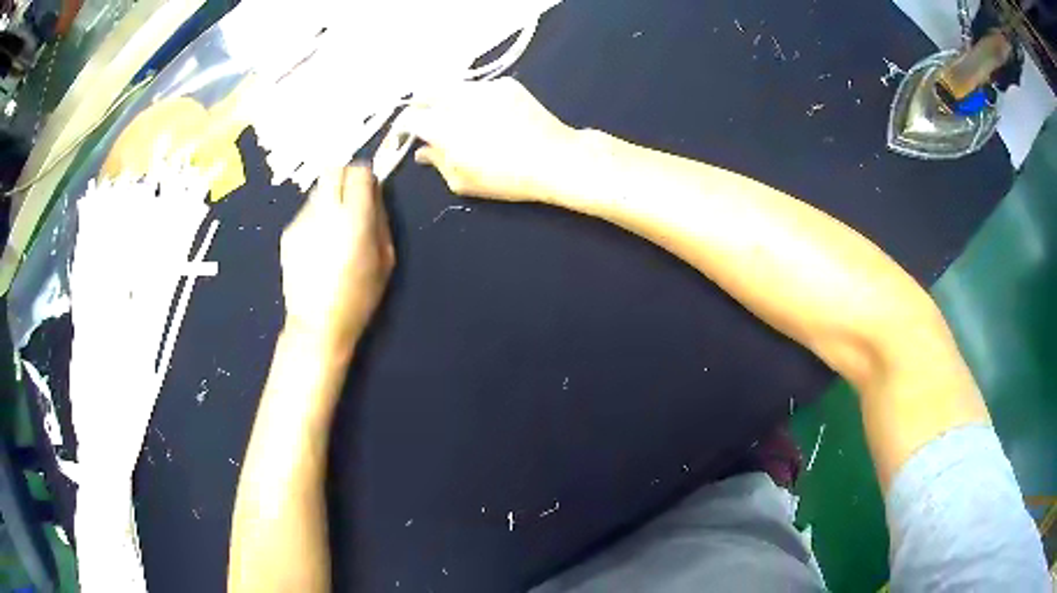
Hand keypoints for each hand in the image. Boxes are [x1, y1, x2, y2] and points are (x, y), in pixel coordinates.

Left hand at [279, 166, 394, 353]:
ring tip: (333, 227)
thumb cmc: (359, 296)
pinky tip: (318, 246)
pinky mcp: (288, 233)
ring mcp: (302, 221)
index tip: (369, 189)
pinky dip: (315, 218)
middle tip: (351, 199)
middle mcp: (325, 212)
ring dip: (329, 198)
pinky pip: (306, 212)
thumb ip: (381, 219)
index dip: (366, 175)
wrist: (317, 324)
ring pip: (318, 190)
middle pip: (333, 169)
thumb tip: (374, 194)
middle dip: (344, 177)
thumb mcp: (385, 259)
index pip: (358, 171)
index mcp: (354, 219)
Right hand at [395, 78, 577, 202]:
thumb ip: (436, 162)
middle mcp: (459, 99)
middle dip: (423, 105)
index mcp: (443, 126)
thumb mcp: (462, 181)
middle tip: (430, 121)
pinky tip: (488, 113)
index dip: (405, 126)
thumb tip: (422, 151)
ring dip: (447, 98)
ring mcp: (484, 87)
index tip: (410, 135)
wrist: (554, 158)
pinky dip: (474, 97)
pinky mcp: (505, 83)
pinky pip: (479, 86)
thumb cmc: (505, 178)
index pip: (410, 117)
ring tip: (460, 116)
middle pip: (427, 91)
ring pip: (453, 85)